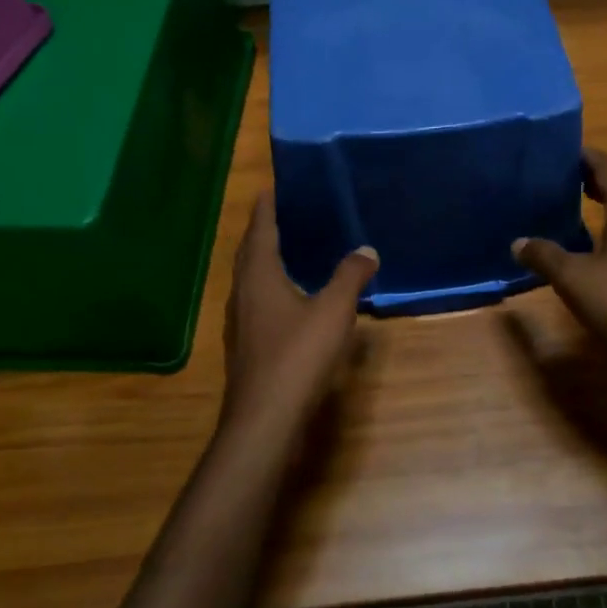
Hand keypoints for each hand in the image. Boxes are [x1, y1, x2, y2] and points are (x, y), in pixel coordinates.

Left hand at [223, 192, 377, 433]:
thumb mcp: (333, 311)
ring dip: (264, 262)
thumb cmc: (297, 356)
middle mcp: (242, 293)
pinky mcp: (246, 346)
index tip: (271, 188)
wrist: (265, 419)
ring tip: (288, 251)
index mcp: (259, 276)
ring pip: (250, 281)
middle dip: (263, 232)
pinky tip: (289, 300)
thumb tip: (366, 250)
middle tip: (284, 215)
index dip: (266, 208)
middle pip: (249, 253)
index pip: (260, 230)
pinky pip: (256, 303)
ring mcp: (240, 322)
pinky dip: (269, 289)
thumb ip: (349, 277)